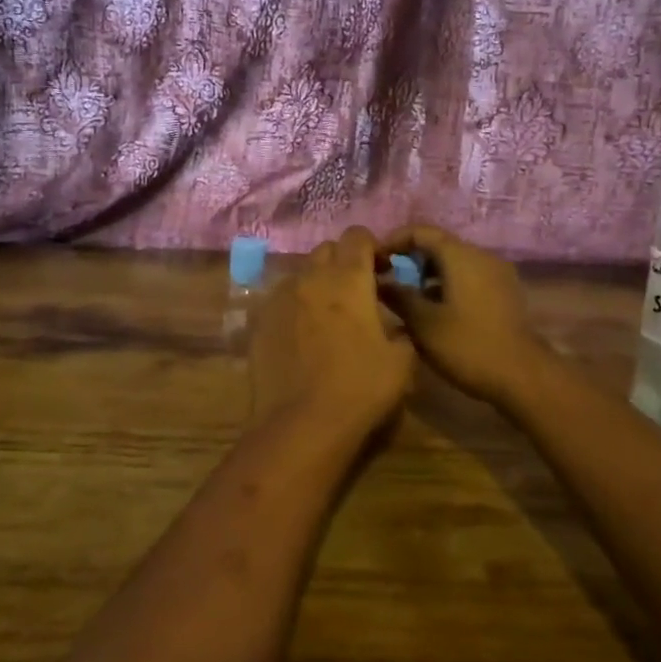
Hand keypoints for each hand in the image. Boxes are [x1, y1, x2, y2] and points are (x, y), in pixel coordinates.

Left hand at [249, 227, 415, 439]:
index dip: (371, 247)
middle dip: (343, 261)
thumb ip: (400, 332)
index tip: (381, 269)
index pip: (357, 236)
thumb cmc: (359, 389)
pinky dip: (295, 306)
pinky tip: (302, 335)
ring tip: (328, 314)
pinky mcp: (259, 321)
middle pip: (327, 249)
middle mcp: (311, 278)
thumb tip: (392, 326)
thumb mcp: (401, 362)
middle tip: (357, 290)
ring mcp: (279, 298)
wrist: (301, 425)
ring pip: (301, 274)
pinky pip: (281, 300)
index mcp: (348, 279)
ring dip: (318, 283)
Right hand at [379, 225, 553, 407]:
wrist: (523, 376)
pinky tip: (436, 312)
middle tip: (388, 283)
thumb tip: (379, 280)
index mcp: (461, 255)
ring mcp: (497, 274)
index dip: (394, 241)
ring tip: (408, 301)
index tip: (374, 261)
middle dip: (410, 261)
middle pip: (439, 245)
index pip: (421, 231)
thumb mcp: (423, 323)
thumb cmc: (467, 345)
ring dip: (429, 276)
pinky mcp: (504, 293)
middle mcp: (481, 256)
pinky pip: (469, 278)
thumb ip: (398, 296)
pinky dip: (448, 286)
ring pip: (454, 263)